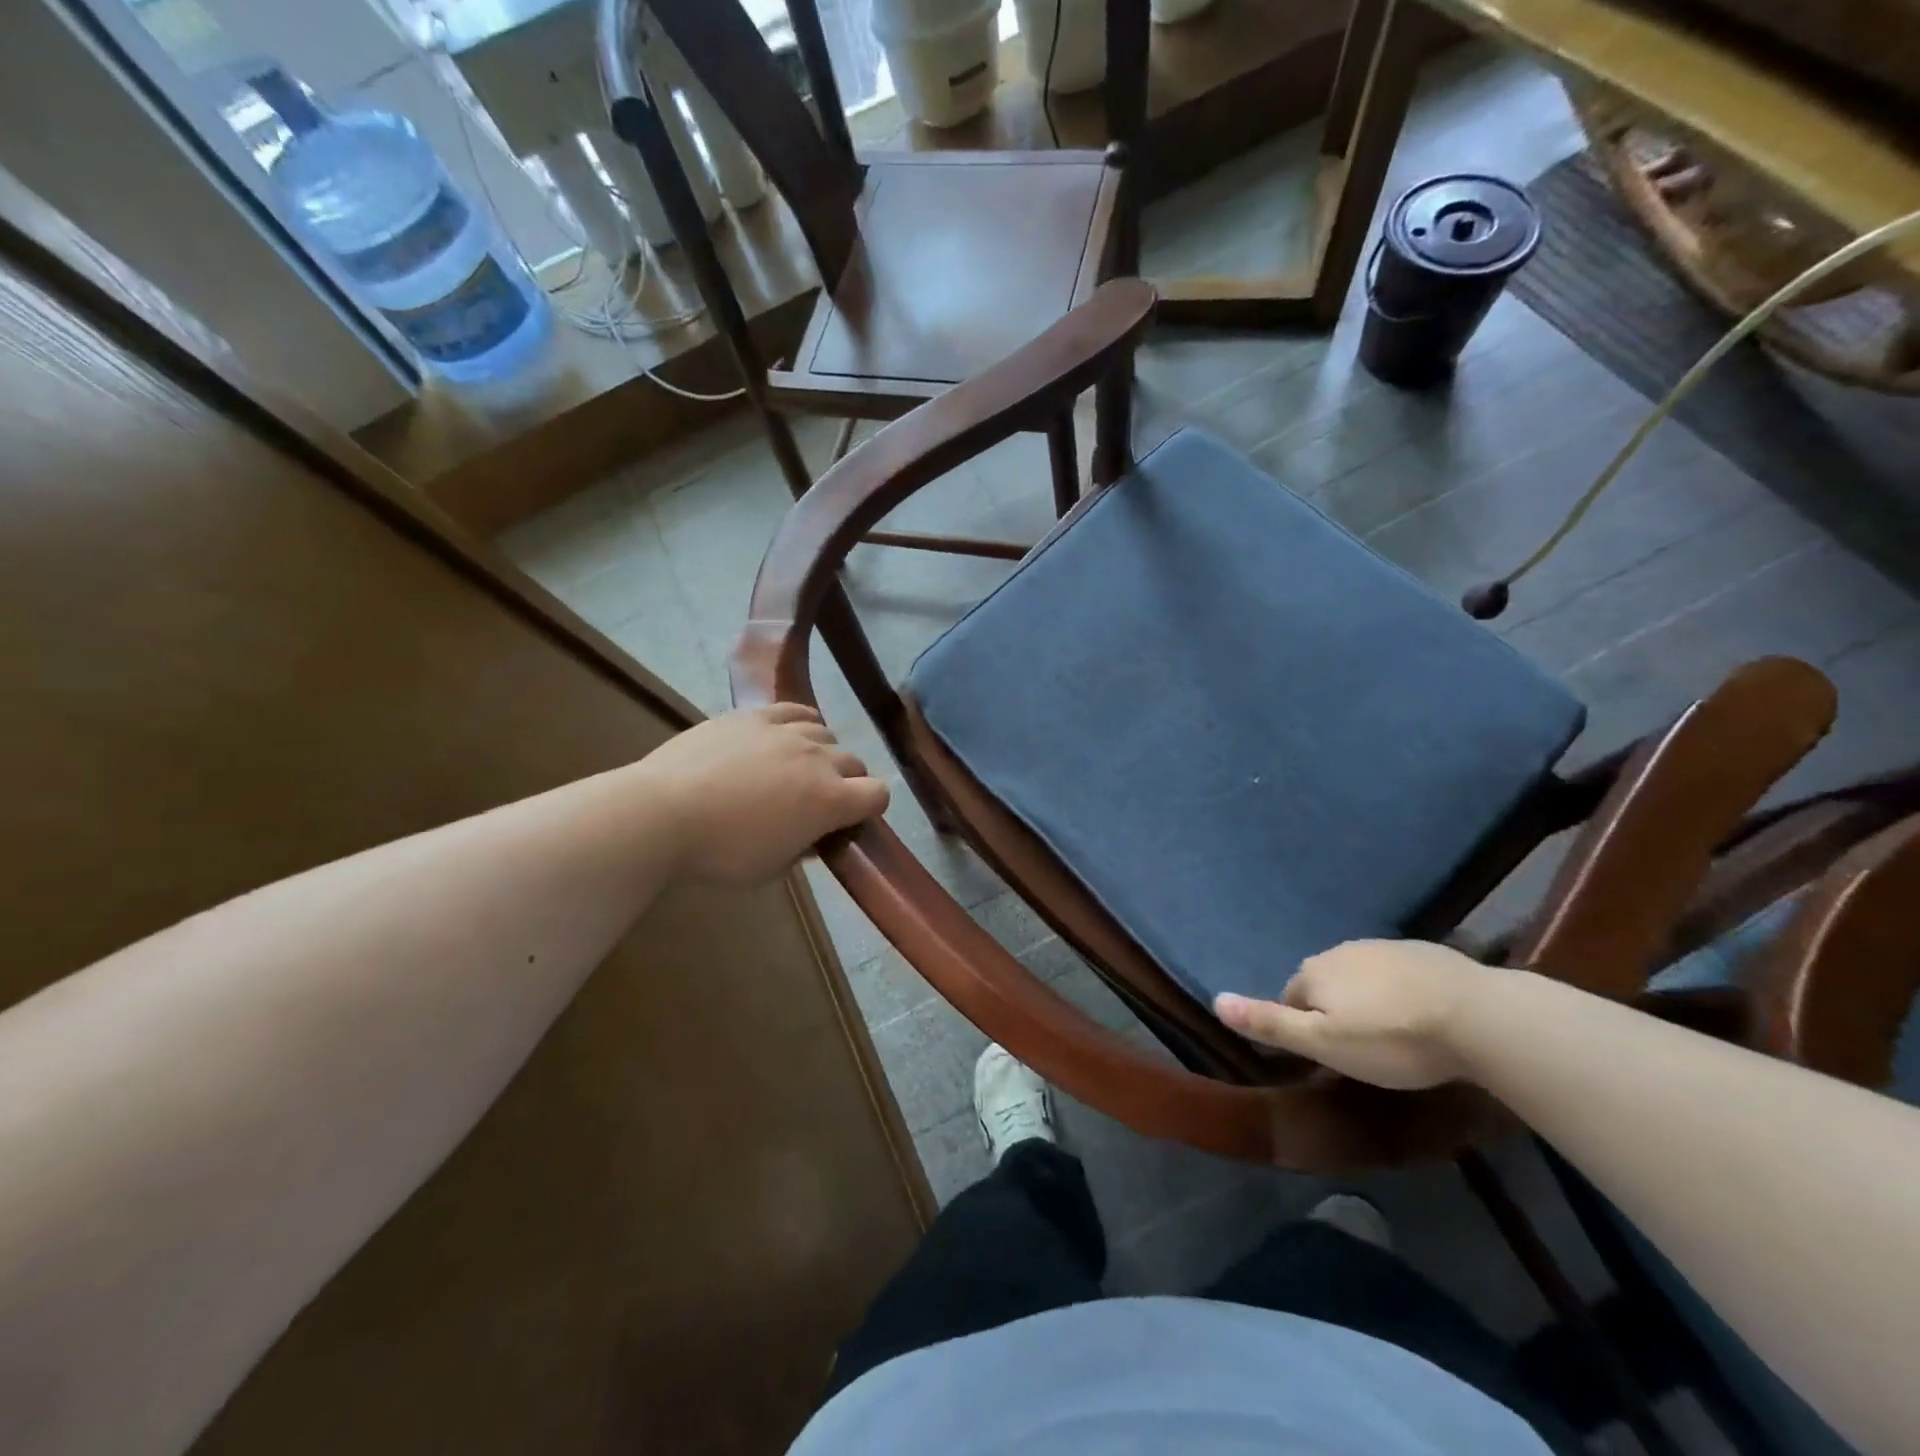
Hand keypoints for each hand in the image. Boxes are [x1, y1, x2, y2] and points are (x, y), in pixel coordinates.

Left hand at [637, 705, 889, 884]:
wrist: (662, 812)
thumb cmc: (720, 852)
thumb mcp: (771, 868)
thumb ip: (802, 849)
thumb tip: (813, 835)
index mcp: (830, 800)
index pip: (878, 794)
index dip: (870, 808)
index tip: (849, 821)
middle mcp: (818, 759)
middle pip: (855, 761)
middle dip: (847, 782)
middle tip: (818, 801)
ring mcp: (786, 731)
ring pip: (826, 733)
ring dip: (822, 752)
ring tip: (797, 767)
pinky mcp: (755, 715)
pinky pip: (795, 710)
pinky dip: (801, 723)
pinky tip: (788, 734)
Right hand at [1213, 939, 1499, 1089]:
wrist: (1478, 1016)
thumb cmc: (1392, 1038)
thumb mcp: (1325, 1044)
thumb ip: (1270, 1023)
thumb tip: (1215, 1000)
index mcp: (1314, 972)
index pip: (1291, 999)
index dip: (1305, 1029)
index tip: (1330, 1059)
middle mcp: (1341, 951)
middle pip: (1326, 985)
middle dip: (1336, 1012)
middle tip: (1364, 1052)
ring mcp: (1385, 947)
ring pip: (1362, 978)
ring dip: (1369, 1001)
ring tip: (1396, 1037)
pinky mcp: (1425, 952)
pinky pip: (1398, 974)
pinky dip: (1401, 993)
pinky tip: (1425, 1018)